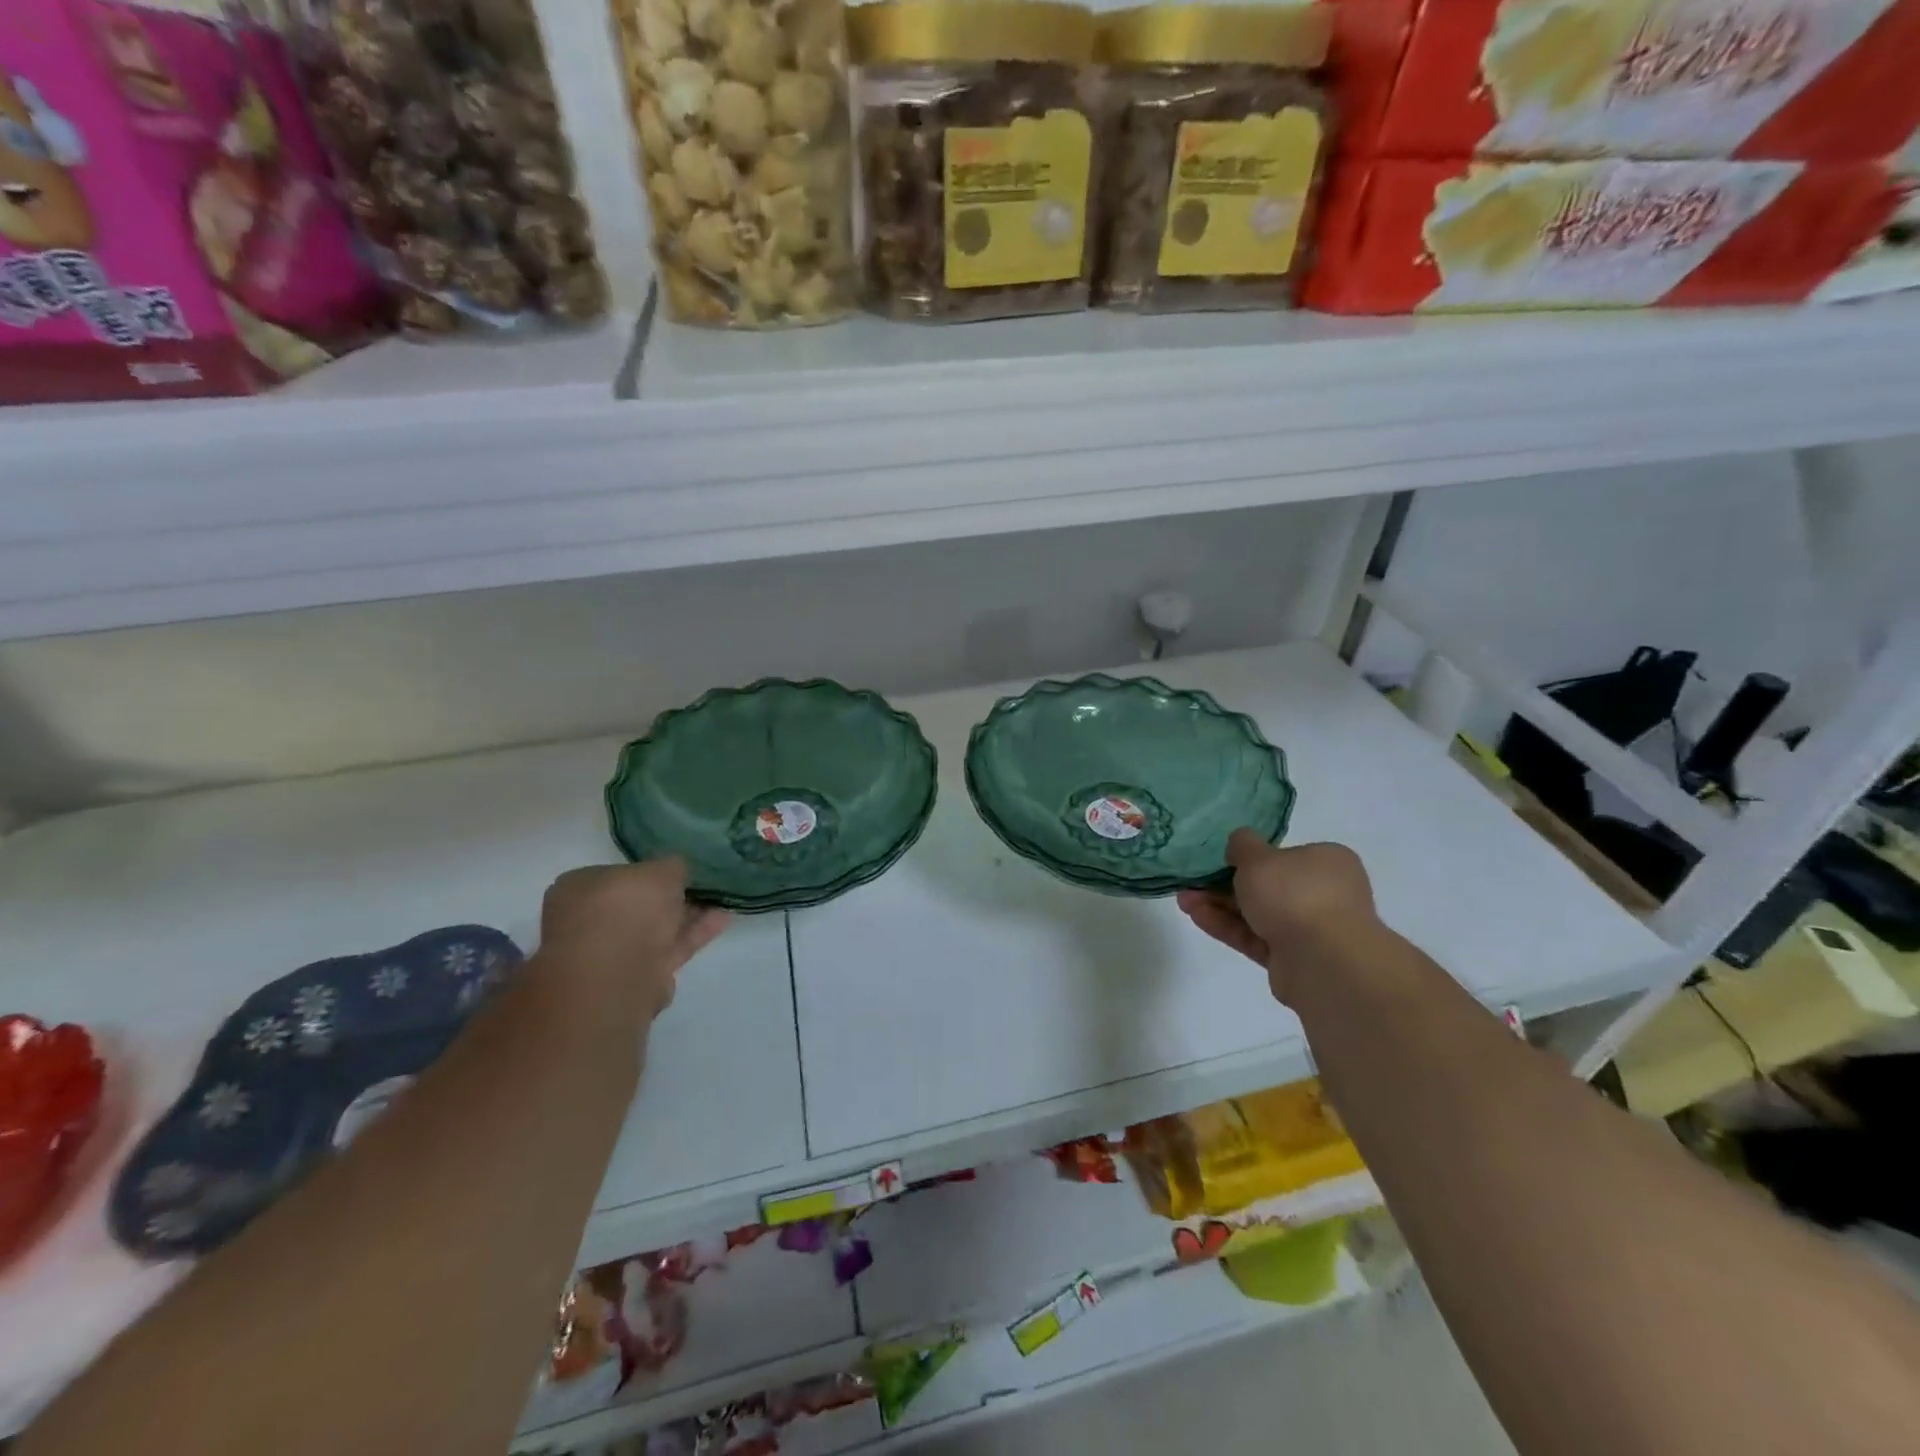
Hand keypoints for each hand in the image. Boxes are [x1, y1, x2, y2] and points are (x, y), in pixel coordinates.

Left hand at [539, 859, 729, 1018]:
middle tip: (701, 887)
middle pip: (636, 905)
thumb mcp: (660, 870)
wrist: (617, 973)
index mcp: (577, 889)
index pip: (615, 874)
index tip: (677, 871)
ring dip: (687, 916)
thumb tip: (676, 870)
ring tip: (720, 901)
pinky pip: (668, 948)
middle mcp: (587, 921)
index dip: (647, 871)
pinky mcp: (636, 977)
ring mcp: (609, 953)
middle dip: (668, 897)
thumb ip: (672, 867)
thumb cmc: (626, 908)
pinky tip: (722, 919)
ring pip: (654, 929)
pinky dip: (693, 934)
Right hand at [1177, 830, 1379, 1005]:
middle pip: (1268, 886)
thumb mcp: (1259, 857)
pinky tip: (1196, 916)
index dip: (1253, 857)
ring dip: (1219, 906)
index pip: (1287, 855)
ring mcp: (1310, 929)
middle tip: (1193, 882)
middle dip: (1225, 884)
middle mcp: (1324, 894)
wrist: (1323, 961)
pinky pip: (1254, 937)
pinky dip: (1227, 926)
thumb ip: (1243, 845)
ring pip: (1257, 913)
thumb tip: (1239, 844)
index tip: (1223, 859)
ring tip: (1183, 900)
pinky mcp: (1293, 958)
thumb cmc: (1295, 894)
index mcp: (1327, 863)